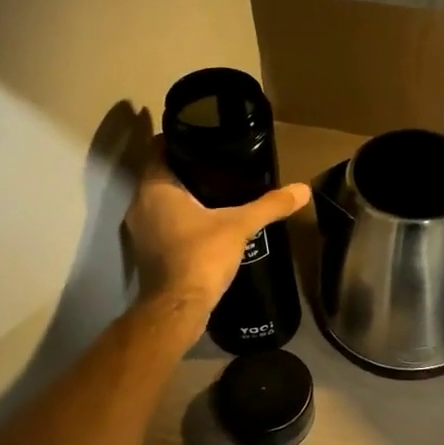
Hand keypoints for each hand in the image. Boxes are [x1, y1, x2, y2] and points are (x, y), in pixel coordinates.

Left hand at [124, 139, 310, 328]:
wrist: (178, 308)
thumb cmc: (202, 256)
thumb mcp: (240, 226)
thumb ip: (270, 205)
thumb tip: (303, 189)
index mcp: (155, 188)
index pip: (159, 148)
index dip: (179, 139)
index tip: (204, 136)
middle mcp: (140, 205)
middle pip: (161, 175)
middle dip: (186, 169)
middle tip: (218, 163)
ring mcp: (140, 231)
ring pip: (161, 202)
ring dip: (182, 197)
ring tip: (216, 192)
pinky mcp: (147, 253)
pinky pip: (163, 224)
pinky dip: (180, 220)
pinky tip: (205, 224)